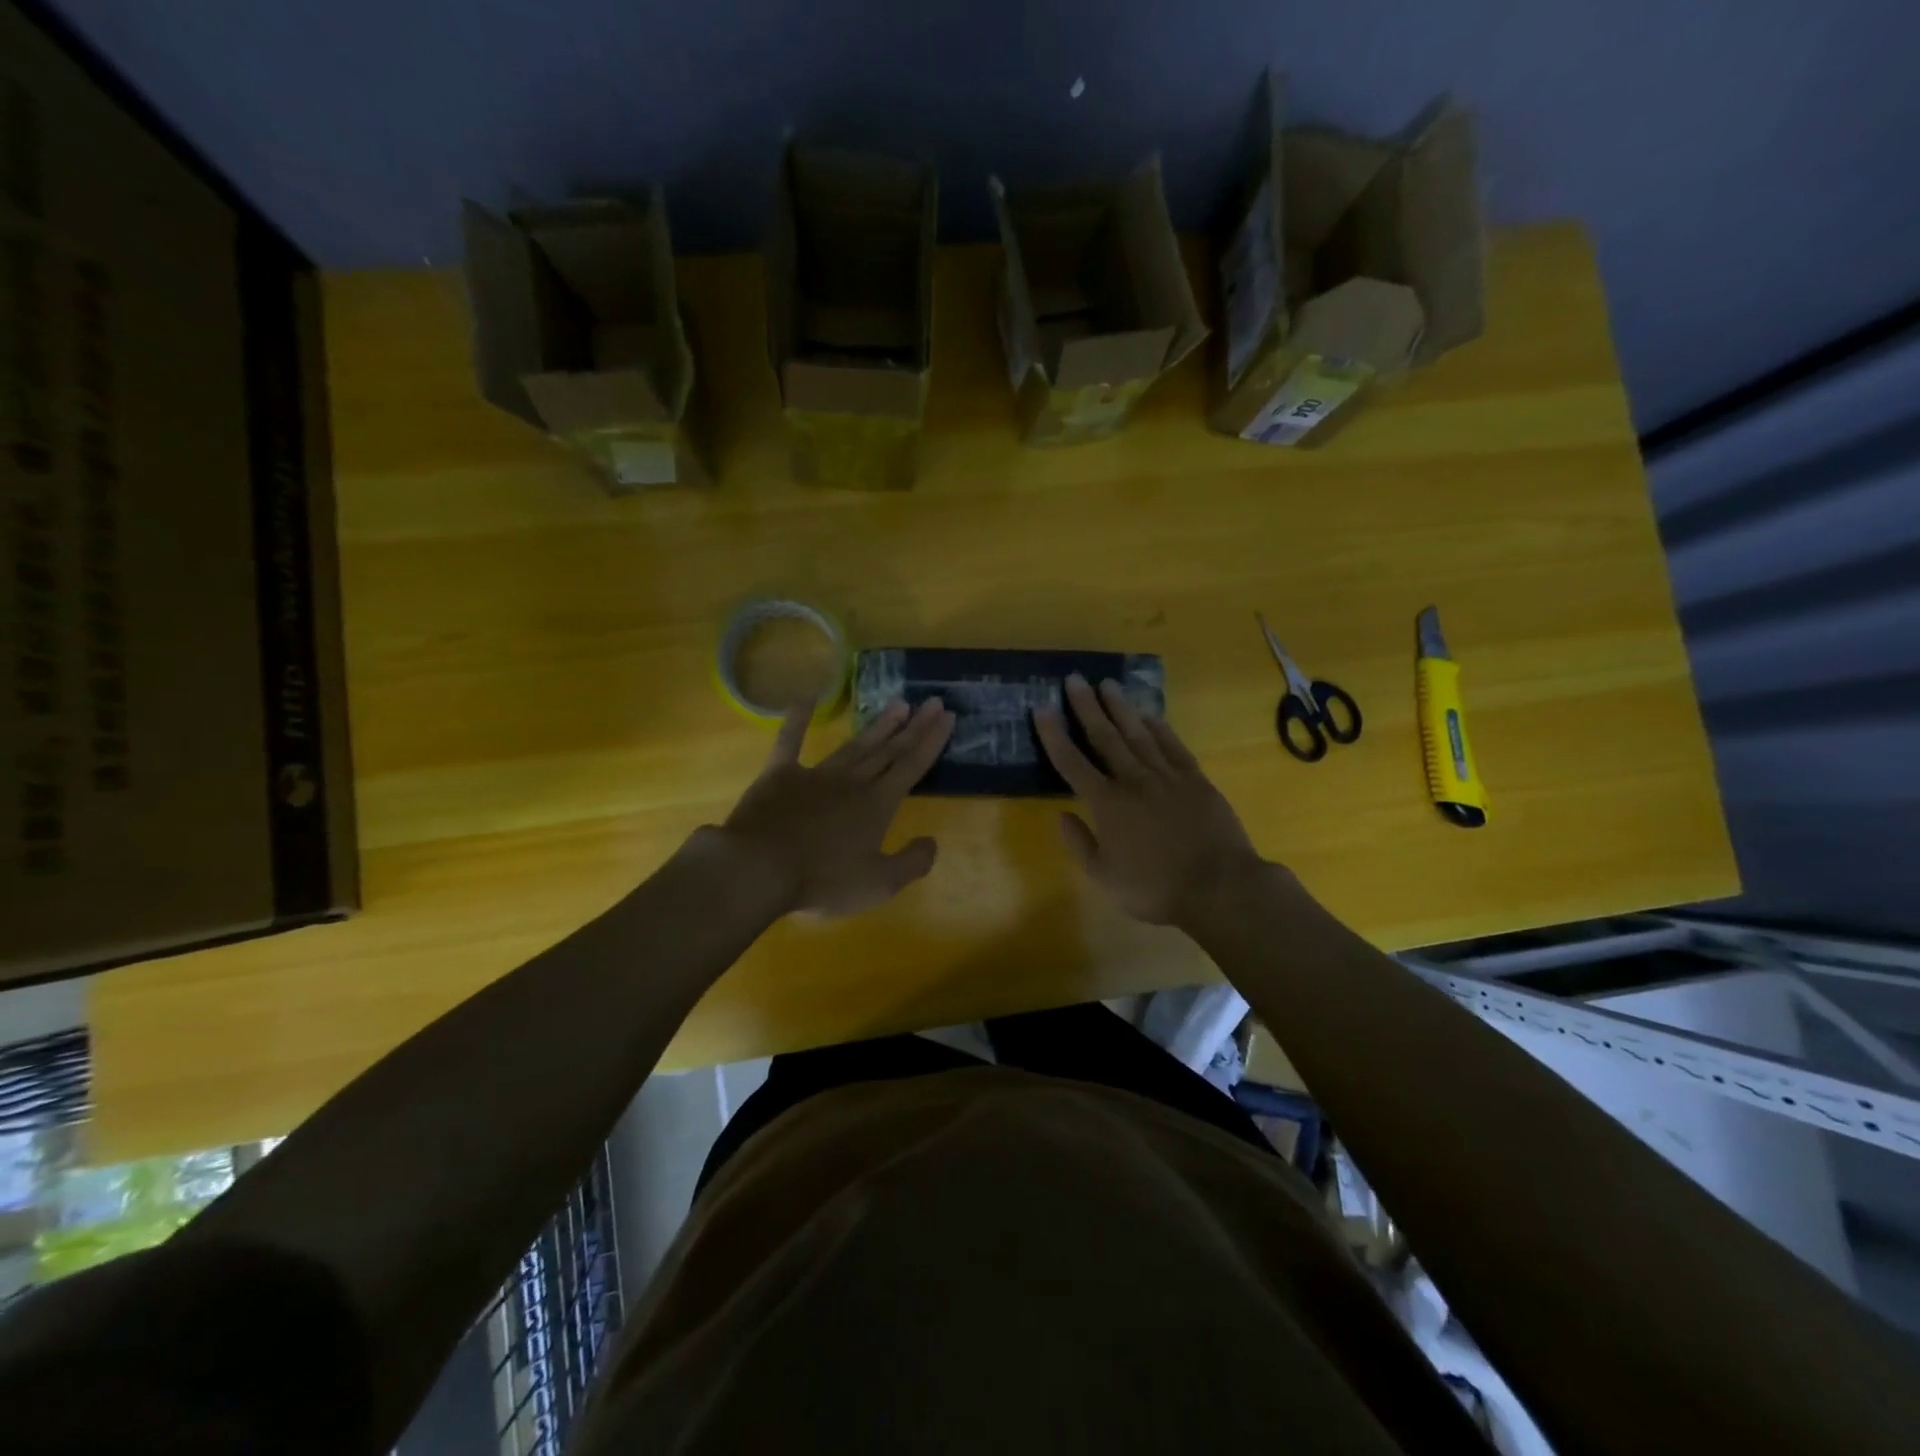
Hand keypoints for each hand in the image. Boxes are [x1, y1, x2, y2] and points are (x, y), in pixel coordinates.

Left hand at [716, 696, 954, 916]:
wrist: (759, 868)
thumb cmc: (822, 881)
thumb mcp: (879, 884)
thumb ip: (912, 863)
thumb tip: (933, 841)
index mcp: (877, 805)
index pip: (912, 766)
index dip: (932, 740)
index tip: (948, 716)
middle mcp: (852, 782)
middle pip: (889, 750)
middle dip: (914, 726)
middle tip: (932, 701)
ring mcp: (815, 774)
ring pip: (855, 744)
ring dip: (878, 725)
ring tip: (898, 704)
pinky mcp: (780, 774)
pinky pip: (790, 740)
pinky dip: (798, 718)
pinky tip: (807, 697)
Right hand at [1034, 674, 1271, 927]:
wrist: (1219, 887)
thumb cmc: (1156, 888)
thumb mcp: (1105, 877)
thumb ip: (1080, 844)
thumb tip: (1062, 815)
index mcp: (1107, 804)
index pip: (1072, 762)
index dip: (1055, 735)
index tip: (1042, 709)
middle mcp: (1133, 781)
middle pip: (1105, 737)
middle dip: (1087, 707)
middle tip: (1075, 679)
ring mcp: (1167, 777)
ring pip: (1138, 734)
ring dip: (1120, 708)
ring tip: (1107, 685)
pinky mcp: (1195, 780)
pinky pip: (1173, 746)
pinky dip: (1159, 728)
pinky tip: (1149, 715)